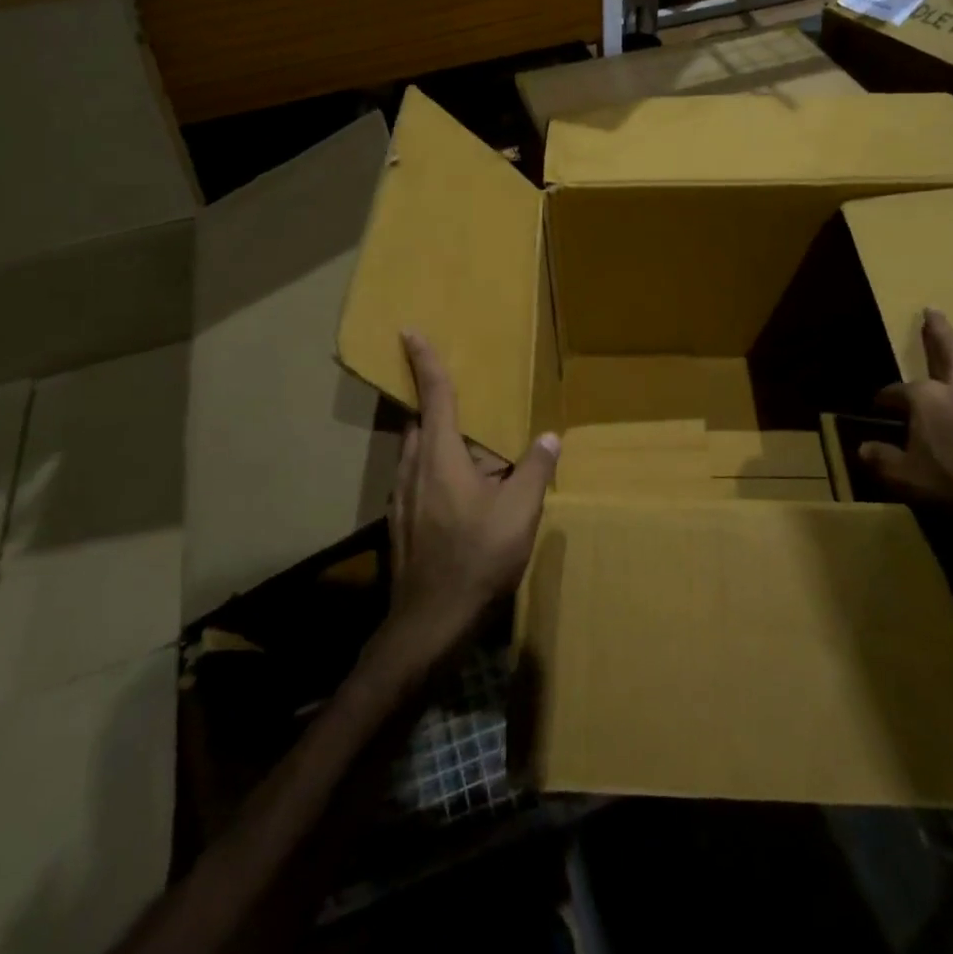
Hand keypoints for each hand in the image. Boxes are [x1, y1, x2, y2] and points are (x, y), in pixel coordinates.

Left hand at [385, 330, 559, 658]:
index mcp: (440, 455)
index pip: (433, 395)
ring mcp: (402, 496)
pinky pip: (417, 475)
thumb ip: (535, 470)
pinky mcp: (402, 520)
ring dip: (436, 437)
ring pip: (416, 450)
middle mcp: (413, 467)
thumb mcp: (520, 513)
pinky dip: (435, 465)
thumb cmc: (477, 558)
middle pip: (419, 420)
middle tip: (459, 392)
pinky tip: (461, 489)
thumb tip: (550, 437)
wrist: (429, 622)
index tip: (409, 332)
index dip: (424, 361)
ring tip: (468, 443)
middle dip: (433, 401)